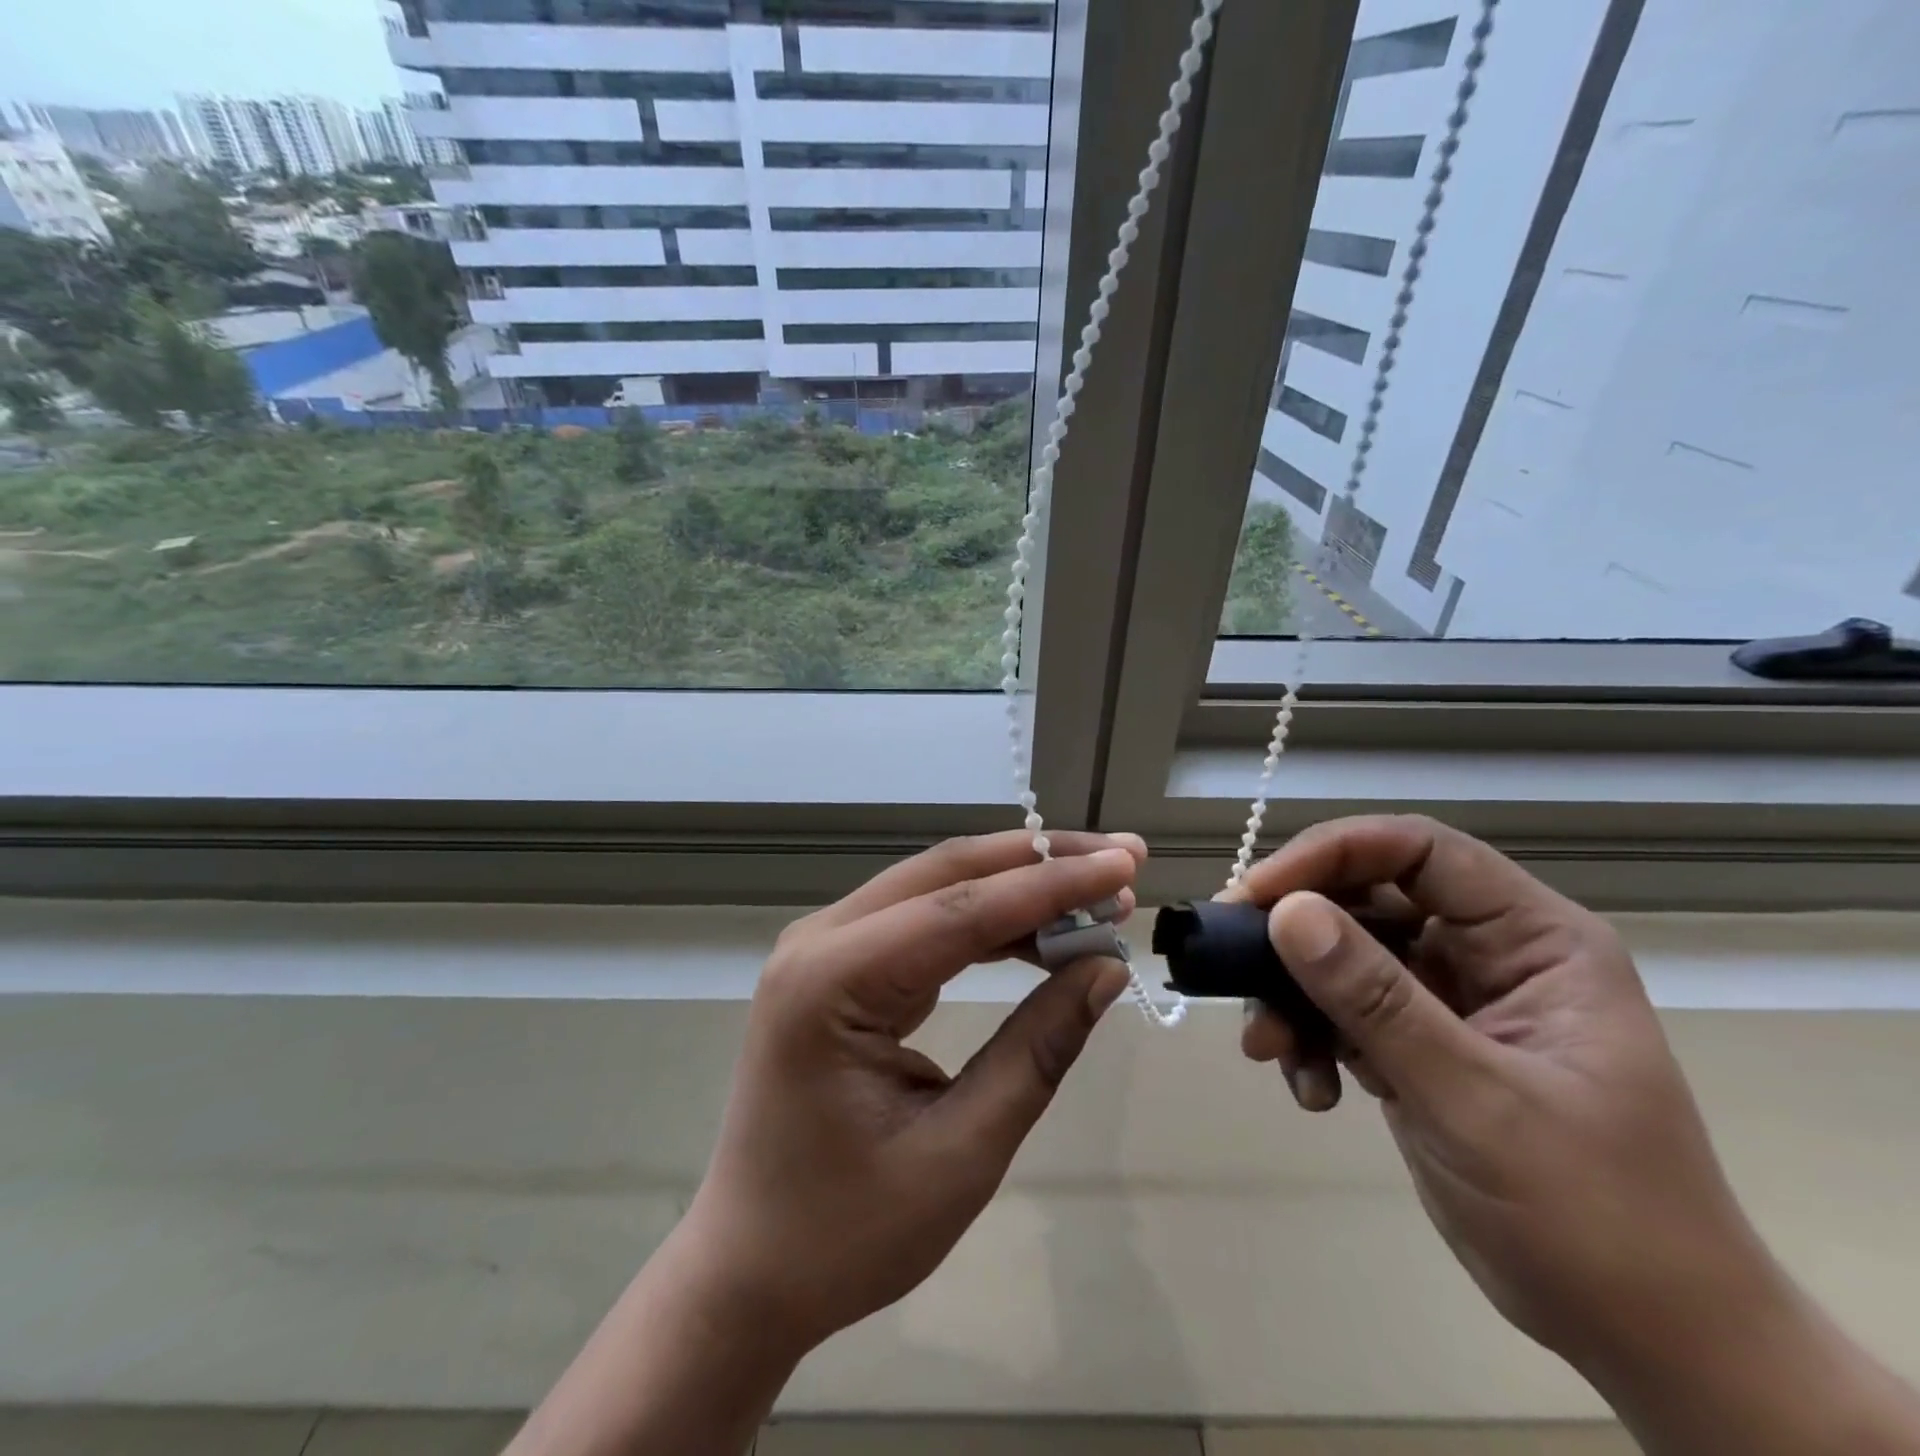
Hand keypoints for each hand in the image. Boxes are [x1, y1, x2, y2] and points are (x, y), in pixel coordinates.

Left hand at [678, 830, 1144, 1356]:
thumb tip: (1105, 969)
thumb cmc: (846, 1232)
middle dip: (1038, 863)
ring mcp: (823, 947)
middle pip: (946, 874)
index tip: (1127, 868)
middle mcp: (819, 940)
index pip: (961, 909)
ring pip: (936, 888)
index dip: (1051, 884)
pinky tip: (1039, 930)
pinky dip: (987, 919)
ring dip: (1017, 886)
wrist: (750, 1270)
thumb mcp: (960, 1153)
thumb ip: (1036, 1050)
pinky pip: (922, 920)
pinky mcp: (839, 965)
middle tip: (1122, 862)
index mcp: (830, 981)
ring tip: (1096, 896)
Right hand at [1231, 815, 1771, 1372]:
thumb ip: (1376, 1000)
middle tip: (1233, 965)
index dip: (1330, 855)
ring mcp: (1449, 998)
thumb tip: (1285, 912)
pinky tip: (1311, 1089)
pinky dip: (1311, 1038)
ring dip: (1294, 995)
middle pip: (1366, 898)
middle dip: (1295, 934)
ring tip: (1269, 1049)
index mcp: (1532, 939)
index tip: (1257, 895)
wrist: (1646, 1339)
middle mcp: (1486, 952)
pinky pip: (1343, 1010)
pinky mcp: (1419, 1043)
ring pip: (1342, 955)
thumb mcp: (1476, 1100)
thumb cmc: (1595, 1216)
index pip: (1417, 851)